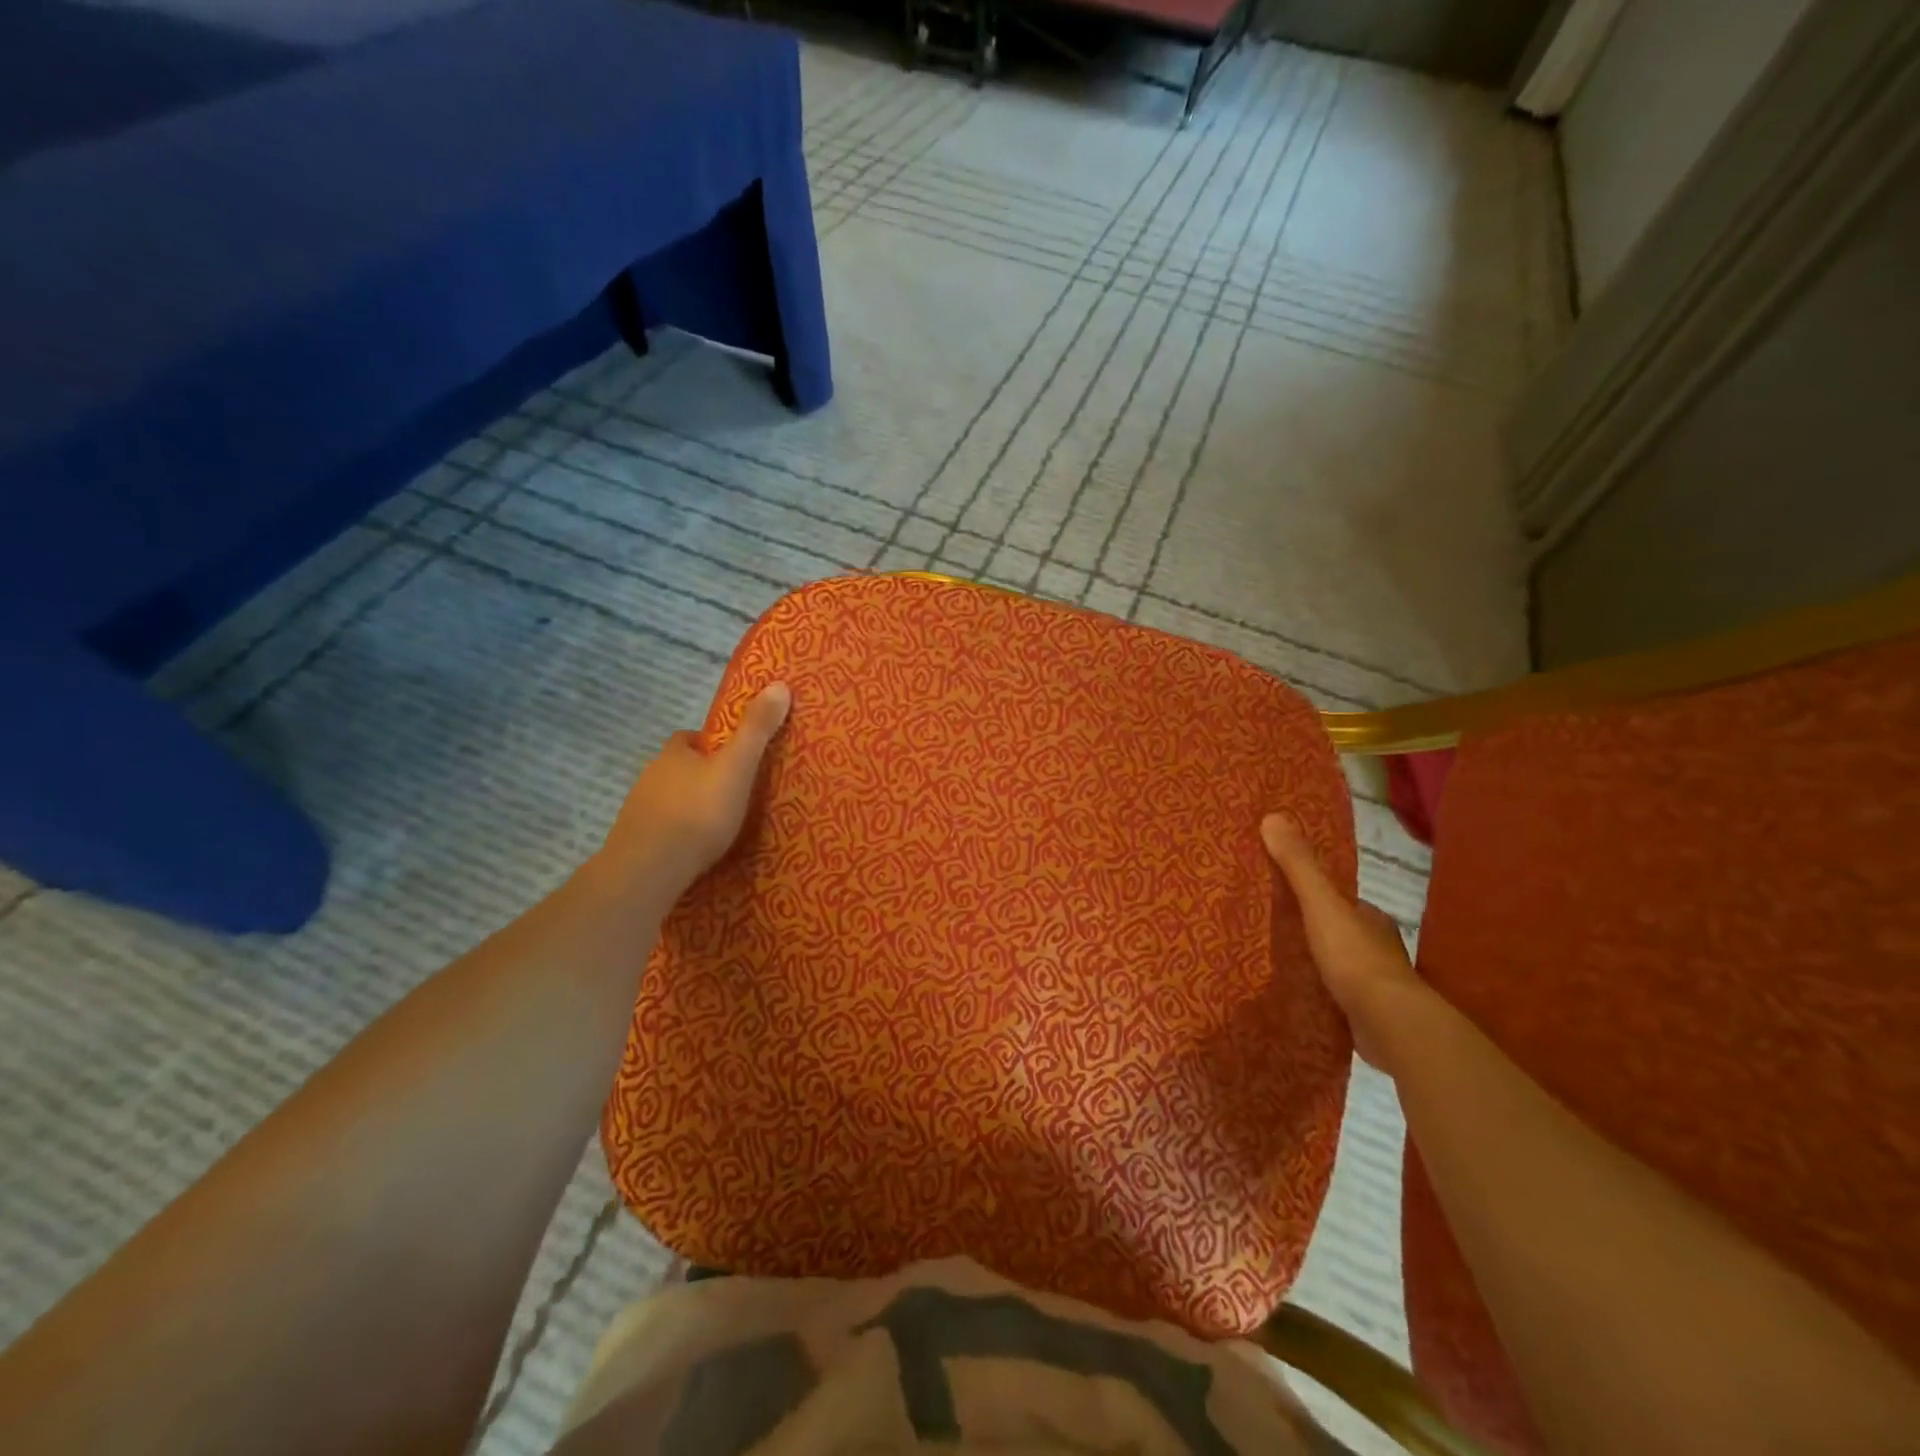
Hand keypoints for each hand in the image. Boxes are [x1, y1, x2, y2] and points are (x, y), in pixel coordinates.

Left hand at [594, 683, 791, 898]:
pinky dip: (678, 834)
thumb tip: (779, 684)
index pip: (690, 738)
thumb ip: (756, 730)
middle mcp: (650, 776)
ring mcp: (638, 811)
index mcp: (674, 754)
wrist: (649, 869)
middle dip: (701, 777)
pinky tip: (695, 850)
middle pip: (679, 769)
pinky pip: (662, 830)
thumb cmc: (698, 812)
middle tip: (733, 793)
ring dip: (689, 806)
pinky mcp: (635, 842)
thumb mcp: (736, 767)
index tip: (734, 757)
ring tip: (719, 825)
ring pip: (669, 800)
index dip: (711, 744)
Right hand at [1262, 812, 1422, 1068]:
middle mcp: (1378, 948)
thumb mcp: (1321, 904)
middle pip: (1340, 932)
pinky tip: (1300, 996)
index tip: (1286, 894)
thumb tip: (1273, 816)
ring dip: (1318, 964)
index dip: (1316, 895)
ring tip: (1279, 962)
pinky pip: (1338, 998)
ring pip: (1340, 966)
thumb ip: (1299, 866)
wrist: (1389, 1024)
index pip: (1341, 900)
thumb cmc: (1355, 957)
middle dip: (1314, 930)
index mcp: (1371, 919)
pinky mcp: (1368, 1017)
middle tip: (1274, 929)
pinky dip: (1322, 994)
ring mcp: (1375, 986)